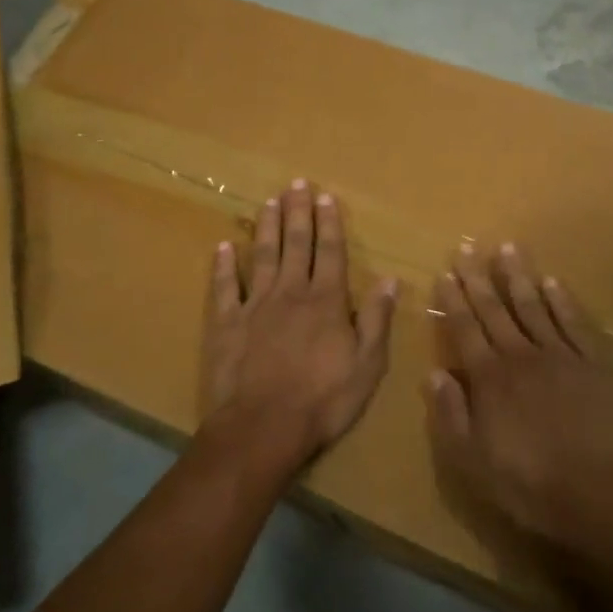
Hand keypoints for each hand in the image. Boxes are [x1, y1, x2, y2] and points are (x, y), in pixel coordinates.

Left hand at [200, 179, 398, 477]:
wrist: (263, 427)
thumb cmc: (323, 400)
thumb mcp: (367, 365)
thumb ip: (377, 319)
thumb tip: (389, 278)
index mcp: (326, 301)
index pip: (330, 252)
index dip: (329, 224)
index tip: (326, 197)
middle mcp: (291, 292)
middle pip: (296, 244)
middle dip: (298, 212)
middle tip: (296, 184)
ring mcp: (256, 305)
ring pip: (263, 255)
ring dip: (267, 227)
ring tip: (268, 201)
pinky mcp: (227, 323)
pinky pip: (225, 287)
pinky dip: (224, 265)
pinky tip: (224, 247)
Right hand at [427, 245, 612, 577]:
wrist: (610, 494)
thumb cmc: (534, 486)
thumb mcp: (475, 463)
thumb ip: (451, 415)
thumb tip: (433, 373)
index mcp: (490, 379)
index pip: (465, 329)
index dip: (452, 300)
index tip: (444, 272)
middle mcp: (521, 356)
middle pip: (495, 309)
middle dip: (478, 278)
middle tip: (467, 247)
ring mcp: (561, 356)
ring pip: (533, 306)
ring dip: (518, 276)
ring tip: (507, 247)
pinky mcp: (595, 364)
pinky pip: (574, 322)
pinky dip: (562, 300)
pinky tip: (552, 281)